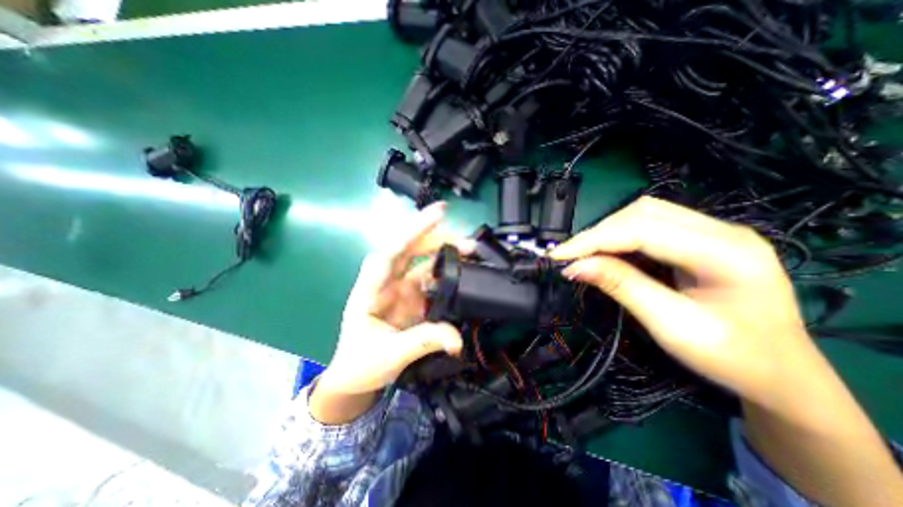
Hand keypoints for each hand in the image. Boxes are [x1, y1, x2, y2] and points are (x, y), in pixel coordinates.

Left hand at [313, 201, 472, 423]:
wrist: (355, 378)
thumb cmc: (361, 364)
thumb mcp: (390, 355)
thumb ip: (423, 342)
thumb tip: (457, 338)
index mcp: (370, 289)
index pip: (391, 253)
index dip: (413, 231)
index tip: (438, 214)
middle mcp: (386, 282)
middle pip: (408, 249)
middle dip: (433, 237)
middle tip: (463, 237)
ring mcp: (401, 288)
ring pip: (422, 261)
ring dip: (444, 252)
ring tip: (469, 249)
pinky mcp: (413, 297)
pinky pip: (431, 279)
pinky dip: (446, 271)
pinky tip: (463, 270)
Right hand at [550, 196, 810, 402]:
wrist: (782, 374)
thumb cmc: (733, 358)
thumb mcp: (672, 326)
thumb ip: (622, 287)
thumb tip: (575, 267)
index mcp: (727, 253)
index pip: (642, 230)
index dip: (593, 240)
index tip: (558, 256)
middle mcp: (722, 230)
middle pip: (642, 213)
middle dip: (598, 233)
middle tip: (569, 257)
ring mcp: (713, 232)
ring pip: (643, 214)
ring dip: (607, 232)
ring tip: (584, 255)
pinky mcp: (700, 239)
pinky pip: (649, 226)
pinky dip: (620, 237)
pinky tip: (607, 254)